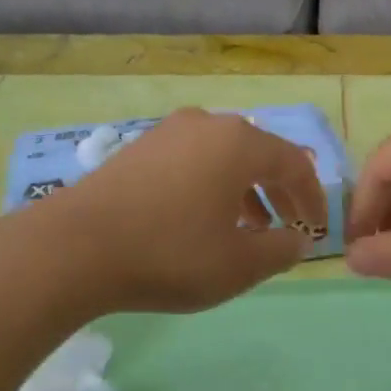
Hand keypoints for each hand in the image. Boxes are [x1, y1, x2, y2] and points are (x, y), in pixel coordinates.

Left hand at [34, 109, 327, 313]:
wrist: (73, 249)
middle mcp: (206, 125)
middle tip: (290, 227)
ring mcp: (166, 133)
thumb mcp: (240, 265)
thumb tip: (297, 240)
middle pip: (260, 155)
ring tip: (250, 229)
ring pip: (223, 158)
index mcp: (240, 143)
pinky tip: (203, 220)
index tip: (318, 231)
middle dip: (280, 193)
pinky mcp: (137, 150)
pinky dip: (212, 188)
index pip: (295, 164)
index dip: (313, 199)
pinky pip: (192, 163)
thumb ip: (281, 251)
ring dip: (246, 192)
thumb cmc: (171, 254)